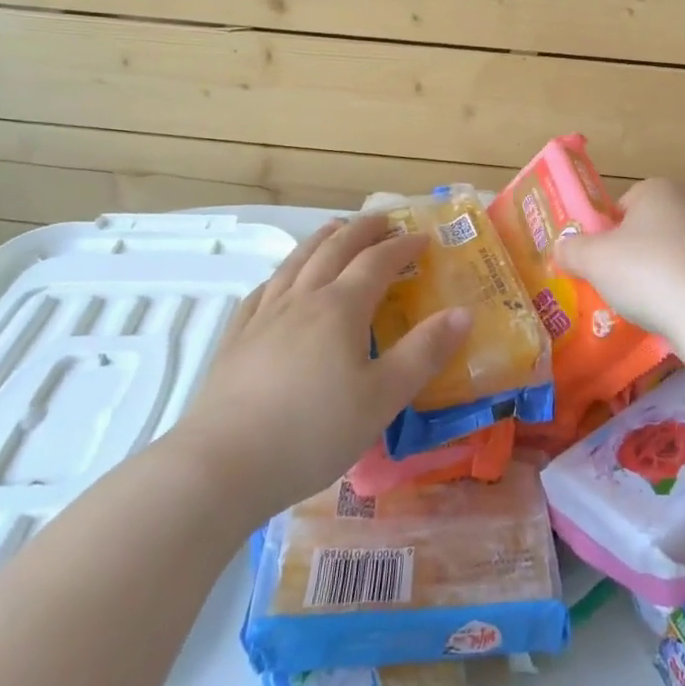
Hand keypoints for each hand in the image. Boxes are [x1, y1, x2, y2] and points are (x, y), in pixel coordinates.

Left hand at [171, 215, 472, 513]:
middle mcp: (302, 299)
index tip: (424, 238)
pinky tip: (280, 280)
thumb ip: (424, 352)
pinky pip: (262, 290)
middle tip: (383, 218)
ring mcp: (264, 316)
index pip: (377, 262)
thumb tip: (464, 312)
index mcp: (340, 308)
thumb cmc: (312, 432)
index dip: (403, 246)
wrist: (220, 467)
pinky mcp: (236, 339)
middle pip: (335, 249)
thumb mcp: (382, 398)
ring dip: (321, 239)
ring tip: (335, 228)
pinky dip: (281, 273)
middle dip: (363, 230)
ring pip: (296, 262)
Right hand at [555, 179, 684, 393]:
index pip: (622, 206)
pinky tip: (676, 315)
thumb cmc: (647, 271)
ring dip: (660, 275)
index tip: (600, 263)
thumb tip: (560, 248)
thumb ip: (572, 250)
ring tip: (647, 306)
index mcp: (658, 189)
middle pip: (650, 229)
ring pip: (675, 254)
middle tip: (618, 286)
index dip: (607, 234)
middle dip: (634, 255)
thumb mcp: (594, 260)